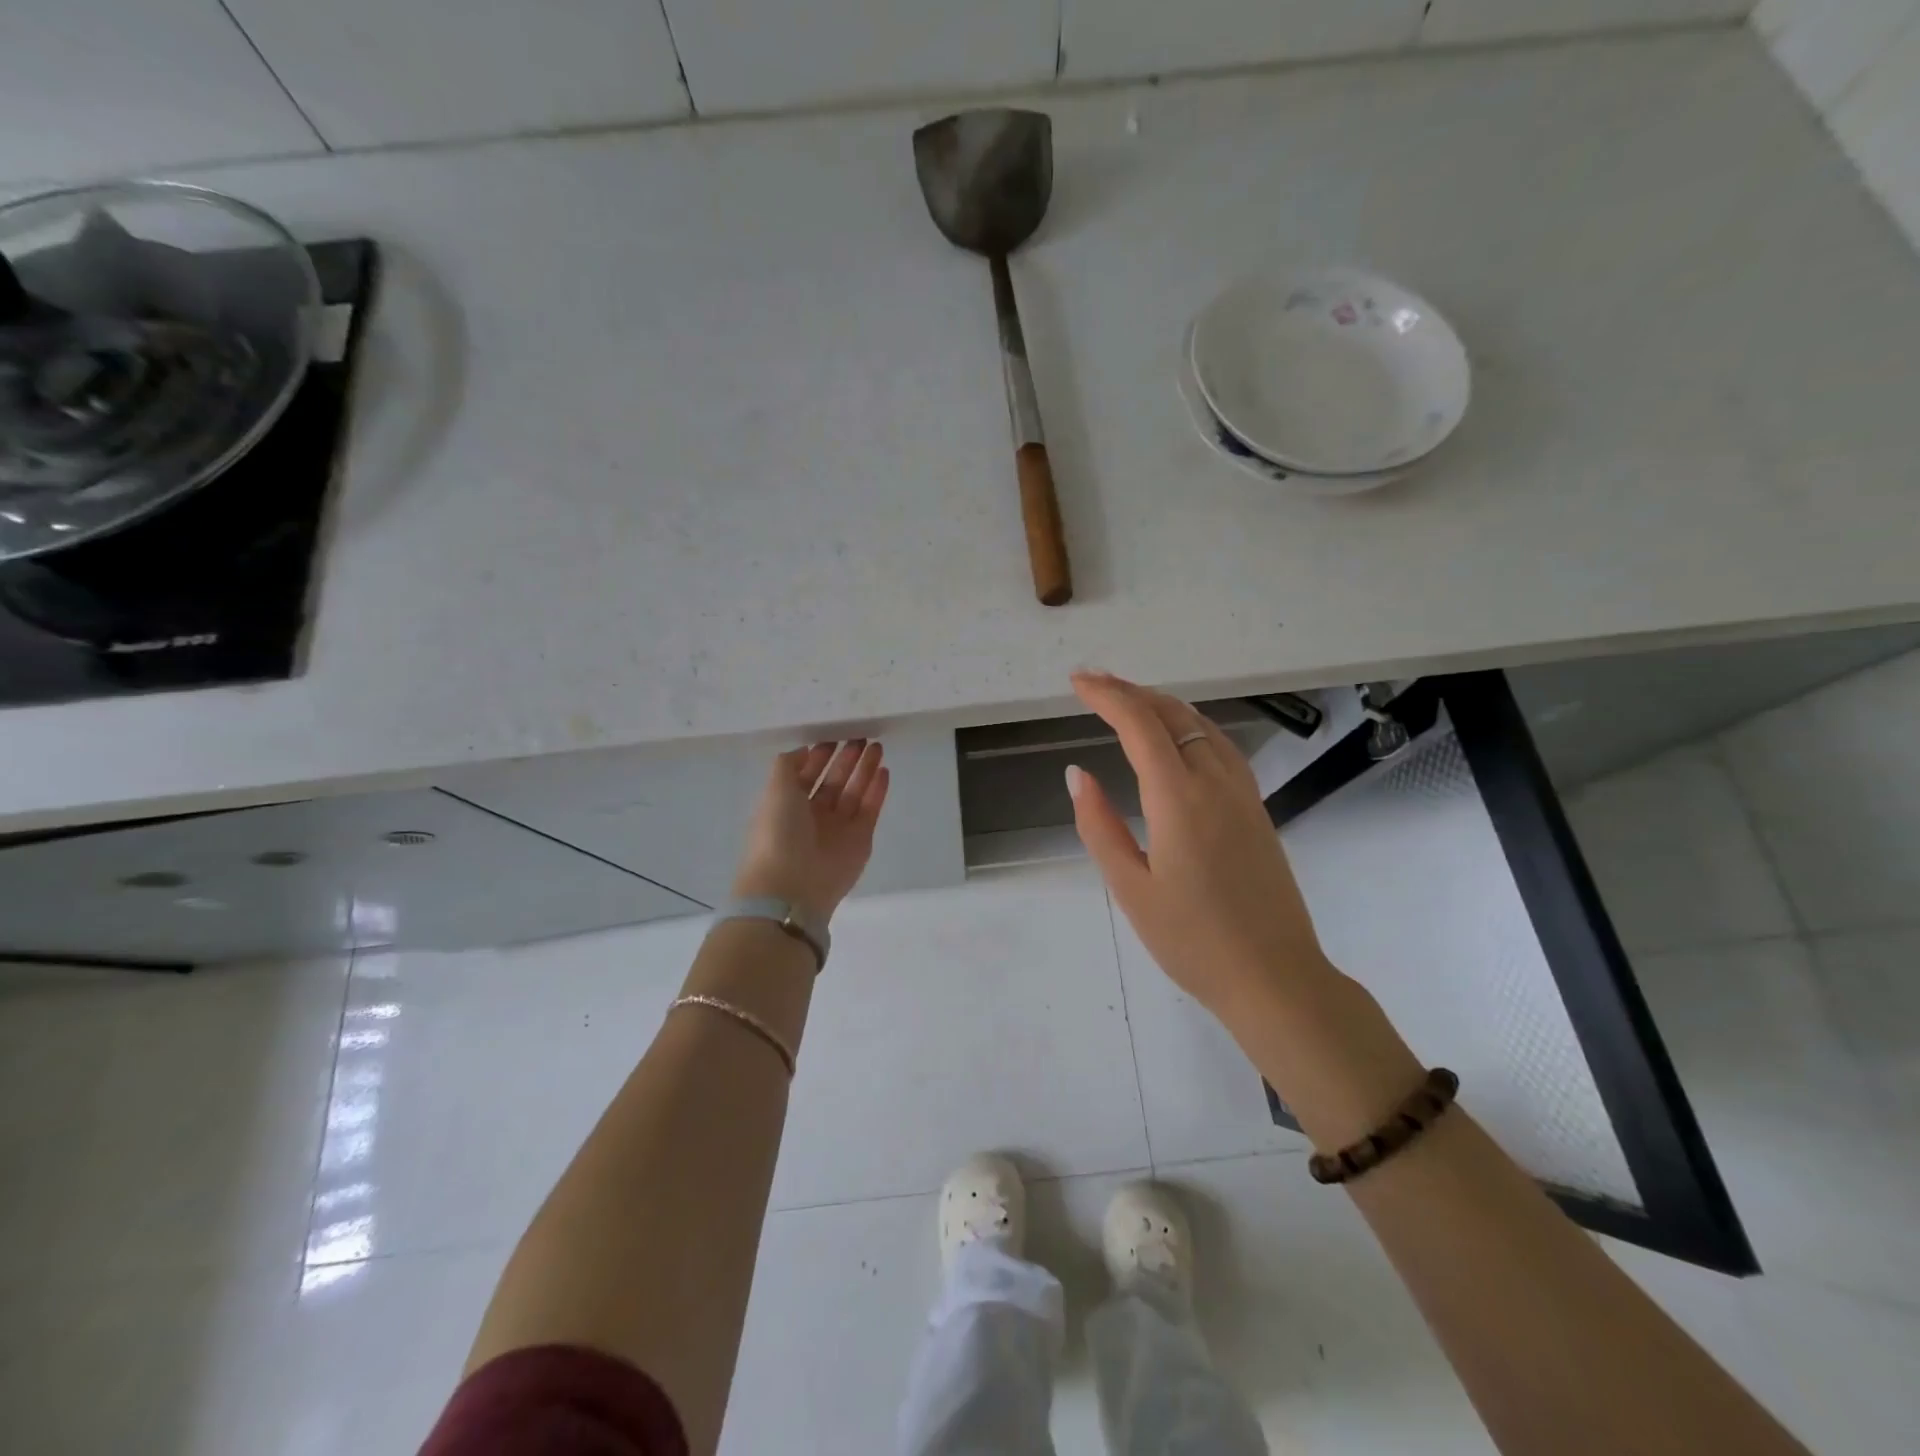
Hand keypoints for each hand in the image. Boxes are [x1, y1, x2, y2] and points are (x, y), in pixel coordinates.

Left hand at [733, 741, 889, 921]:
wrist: (793, 885)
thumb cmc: (778, 832)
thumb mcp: (775, 789)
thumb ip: (788, 765)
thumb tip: (805, 750)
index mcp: (788, 805)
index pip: (807, 775)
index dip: (819, 756)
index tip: (834, 736)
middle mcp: (813, 815)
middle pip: (833, 781)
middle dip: (846, 760)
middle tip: (861, 737)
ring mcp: (838, 828)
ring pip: (854, 792)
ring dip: (865, 770)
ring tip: (877, 747)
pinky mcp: (861, 839)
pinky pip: (870, 809)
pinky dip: (877, 791)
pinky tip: (884, 770)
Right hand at [1066, 671, 1330, 1024]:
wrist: (1275, 977)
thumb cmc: (1192, 941)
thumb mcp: (1130, 888)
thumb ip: (1099, 825)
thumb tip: (1077, 774)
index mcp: (1179, 798)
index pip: (1140, 725)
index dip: (1107, 696)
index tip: (1077, 683)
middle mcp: (1215, 782)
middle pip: (1172, 714)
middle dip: (1130, 692)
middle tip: (1093, 683)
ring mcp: (1243, 792)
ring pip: (1201, 725)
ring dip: (1161, 704)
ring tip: (1127, 700)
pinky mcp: (1256, 808)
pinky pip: (1220, 745)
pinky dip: (1189, 724)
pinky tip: (1177, 736)